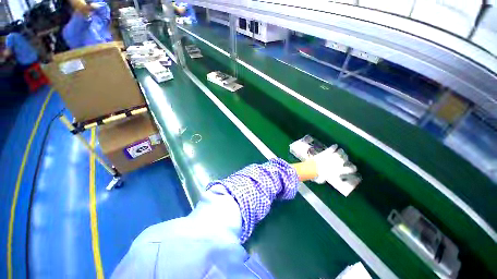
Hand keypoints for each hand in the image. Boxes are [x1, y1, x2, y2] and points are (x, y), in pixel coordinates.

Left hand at [311, 145, 360, 195]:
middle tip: (345, 157)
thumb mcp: (323, 179)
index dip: (352, 168)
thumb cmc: (318, 176)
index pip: (350, 169)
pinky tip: (335, 145)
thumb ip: (327, 177)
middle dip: (345, 158)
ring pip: (340, 152)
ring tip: (341, 150)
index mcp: (339, 170)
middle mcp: (337, 163)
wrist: (312, 168)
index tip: (353, 168)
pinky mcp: (326, 152)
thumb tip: (325, 177)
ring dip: (341, 151)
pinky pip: (332, 148)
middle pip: (345, 159)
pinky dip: (334, 147)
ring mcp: (332, 156)